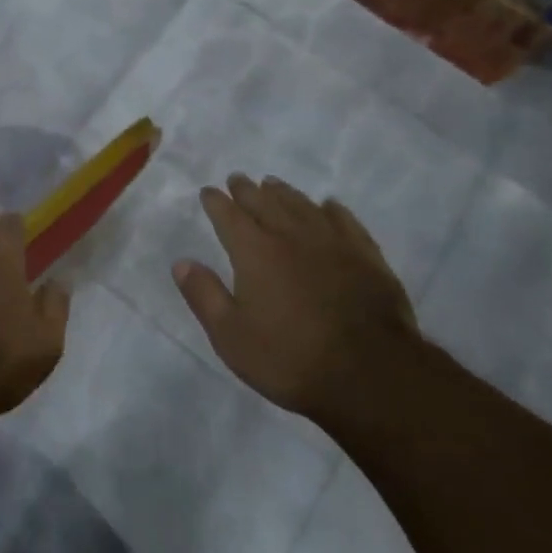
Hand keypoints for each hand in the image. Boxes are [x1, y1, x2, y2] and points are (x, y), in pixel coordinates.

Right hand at [172, 175, 417, 422]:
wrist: (370, 373)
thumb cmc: (290, 358)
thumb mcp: (231, 336)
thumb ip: (204, 295)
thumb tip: (181, 262)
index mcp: (254, 251)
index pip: (228, 216)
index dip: (216, 202)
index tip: (208, 192)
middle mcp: (291, 235)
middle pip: (265, 203)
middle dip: (247, 190)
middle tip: (238, 179)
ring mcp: (332, 242)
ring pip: (302, 205)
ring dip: (284, 193)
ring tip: (273, 184)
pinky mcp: (366, 255)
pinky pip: (344, 220)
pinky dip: (331, 209)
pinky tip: (328, 206)